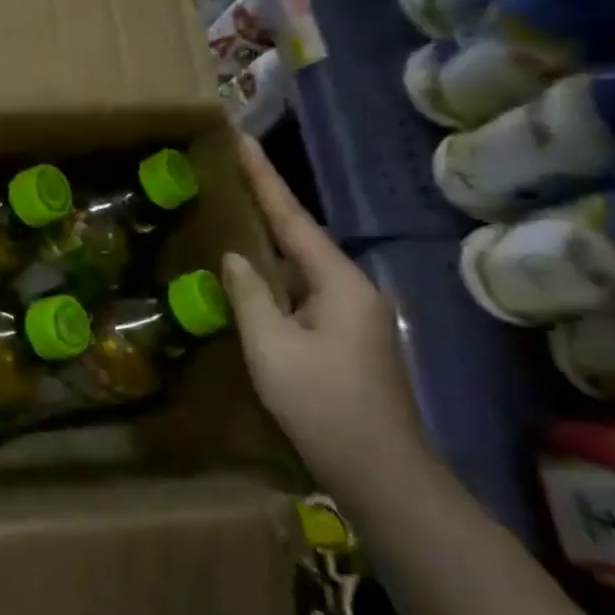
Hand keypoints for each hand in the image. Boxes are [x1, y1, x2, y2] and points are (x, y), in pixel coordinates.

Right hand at [220, 134, 429, 494]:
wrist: (383, 476)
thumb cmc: (324, 406)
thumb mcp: (272, 348)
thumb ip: (250, 294)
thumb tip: (235, 256)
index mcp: (340, 282)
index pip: (292, 218)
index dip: (263, 178)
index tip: (240, 138)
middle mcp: (352, 289)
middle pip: (300, 235)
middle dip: (266, 201)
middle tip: (231, 168)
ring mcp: (353, 315)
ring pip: (302, 264)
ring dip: (270, 236)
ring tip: (235, 208)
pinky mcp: (346, 337)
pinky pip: (304, 289)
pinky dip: (277, 271)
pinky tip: (255, 270)